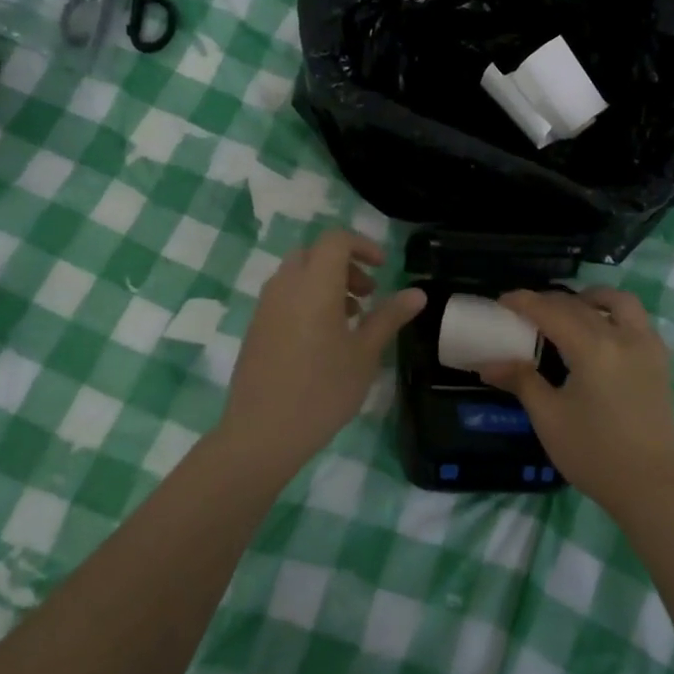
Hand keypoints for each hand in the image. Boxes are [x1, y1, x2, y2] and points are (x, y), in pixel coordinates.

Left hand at [218, 230, 425, 474]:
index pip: (336, 240)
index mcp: (315, 285)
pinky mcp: (256, 328)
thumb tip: (418, 293)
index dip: (362, 246)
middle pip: (314, 253)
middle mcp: (286, 286)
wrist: (263, 432)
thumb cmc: (323, 390)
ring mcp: (266, 307)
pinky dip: (306, 299)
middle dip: (344, 265)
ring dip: (325, 282)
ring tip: (349, 320)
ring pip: (297, 274)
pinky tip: (322, 339)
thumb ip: (389, 317)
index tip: (382, 269)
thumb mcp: (365, 354)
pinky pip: (284, 296)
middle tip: (366, 294)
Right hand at [479, 287, 673, 514]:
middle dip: (550, 302)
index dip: (524, 302)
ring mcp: (647, 347)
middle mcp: (623, 336)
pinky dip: (614, 315)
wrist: (652, 487)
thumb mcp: (549, 418)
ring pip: (619, 303)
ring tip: (570, 311)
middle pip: (581, 305)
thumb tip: (488, 363)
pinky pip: (637, 321)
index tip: (502, 301)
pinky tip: (600, 334)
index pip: (552, 311)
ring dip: (590, 299)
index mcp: (592, 347)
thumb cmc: (595, 454)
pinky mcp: (660, 362)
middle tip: (525, 312)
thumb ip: (521, 381)